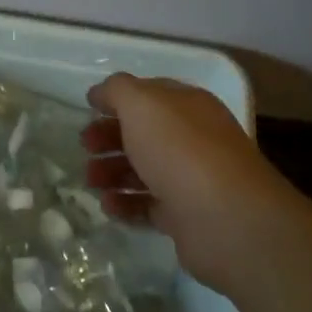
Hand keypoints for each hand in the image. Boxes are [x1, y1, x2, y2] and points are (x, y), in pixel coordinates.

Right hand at [81, 73, 288, 288]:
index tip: (88, 110)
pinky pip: (149, 206)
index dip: (116, 100)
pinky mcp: (187, 217)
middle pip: (142, 133)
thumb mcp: (141, 103)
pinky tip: (108, 206)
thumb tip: (100, 94)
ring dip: (112, 172)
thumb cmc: (180, 150)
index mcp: (187, 106)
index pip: (147, 95)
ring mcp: (191, 179)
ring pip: (143, 170)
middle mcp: (192, 138)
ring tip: (90, 181)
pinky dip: (126, 204)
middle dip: (109, 137)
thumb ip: (116, 90)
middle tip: (85, 147)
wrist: (227, 220)